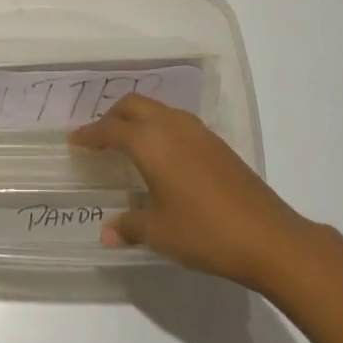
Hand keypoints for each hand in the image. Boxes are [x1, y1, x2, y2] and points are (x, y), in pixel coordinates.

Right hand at [69, 94, 319, 290]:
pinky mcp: (216, 143)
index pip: (111, 130)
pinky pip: (176, 122)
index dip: (90, 135)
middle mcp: (171, 126)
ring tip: (127, 143)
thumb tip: (107, 232)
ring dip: (138, 119)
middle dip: (112, 116)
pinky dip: (159, 128)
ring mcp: (198, 131)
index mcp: (150, 141)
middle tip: (99, 138)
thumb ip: (130, 226)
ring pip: (157, 109)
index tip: (74, 141)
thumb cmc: (204, 232)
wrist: (267, 236)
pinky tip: (162, 155)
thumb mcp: (160, 232)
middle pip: (134, 106)